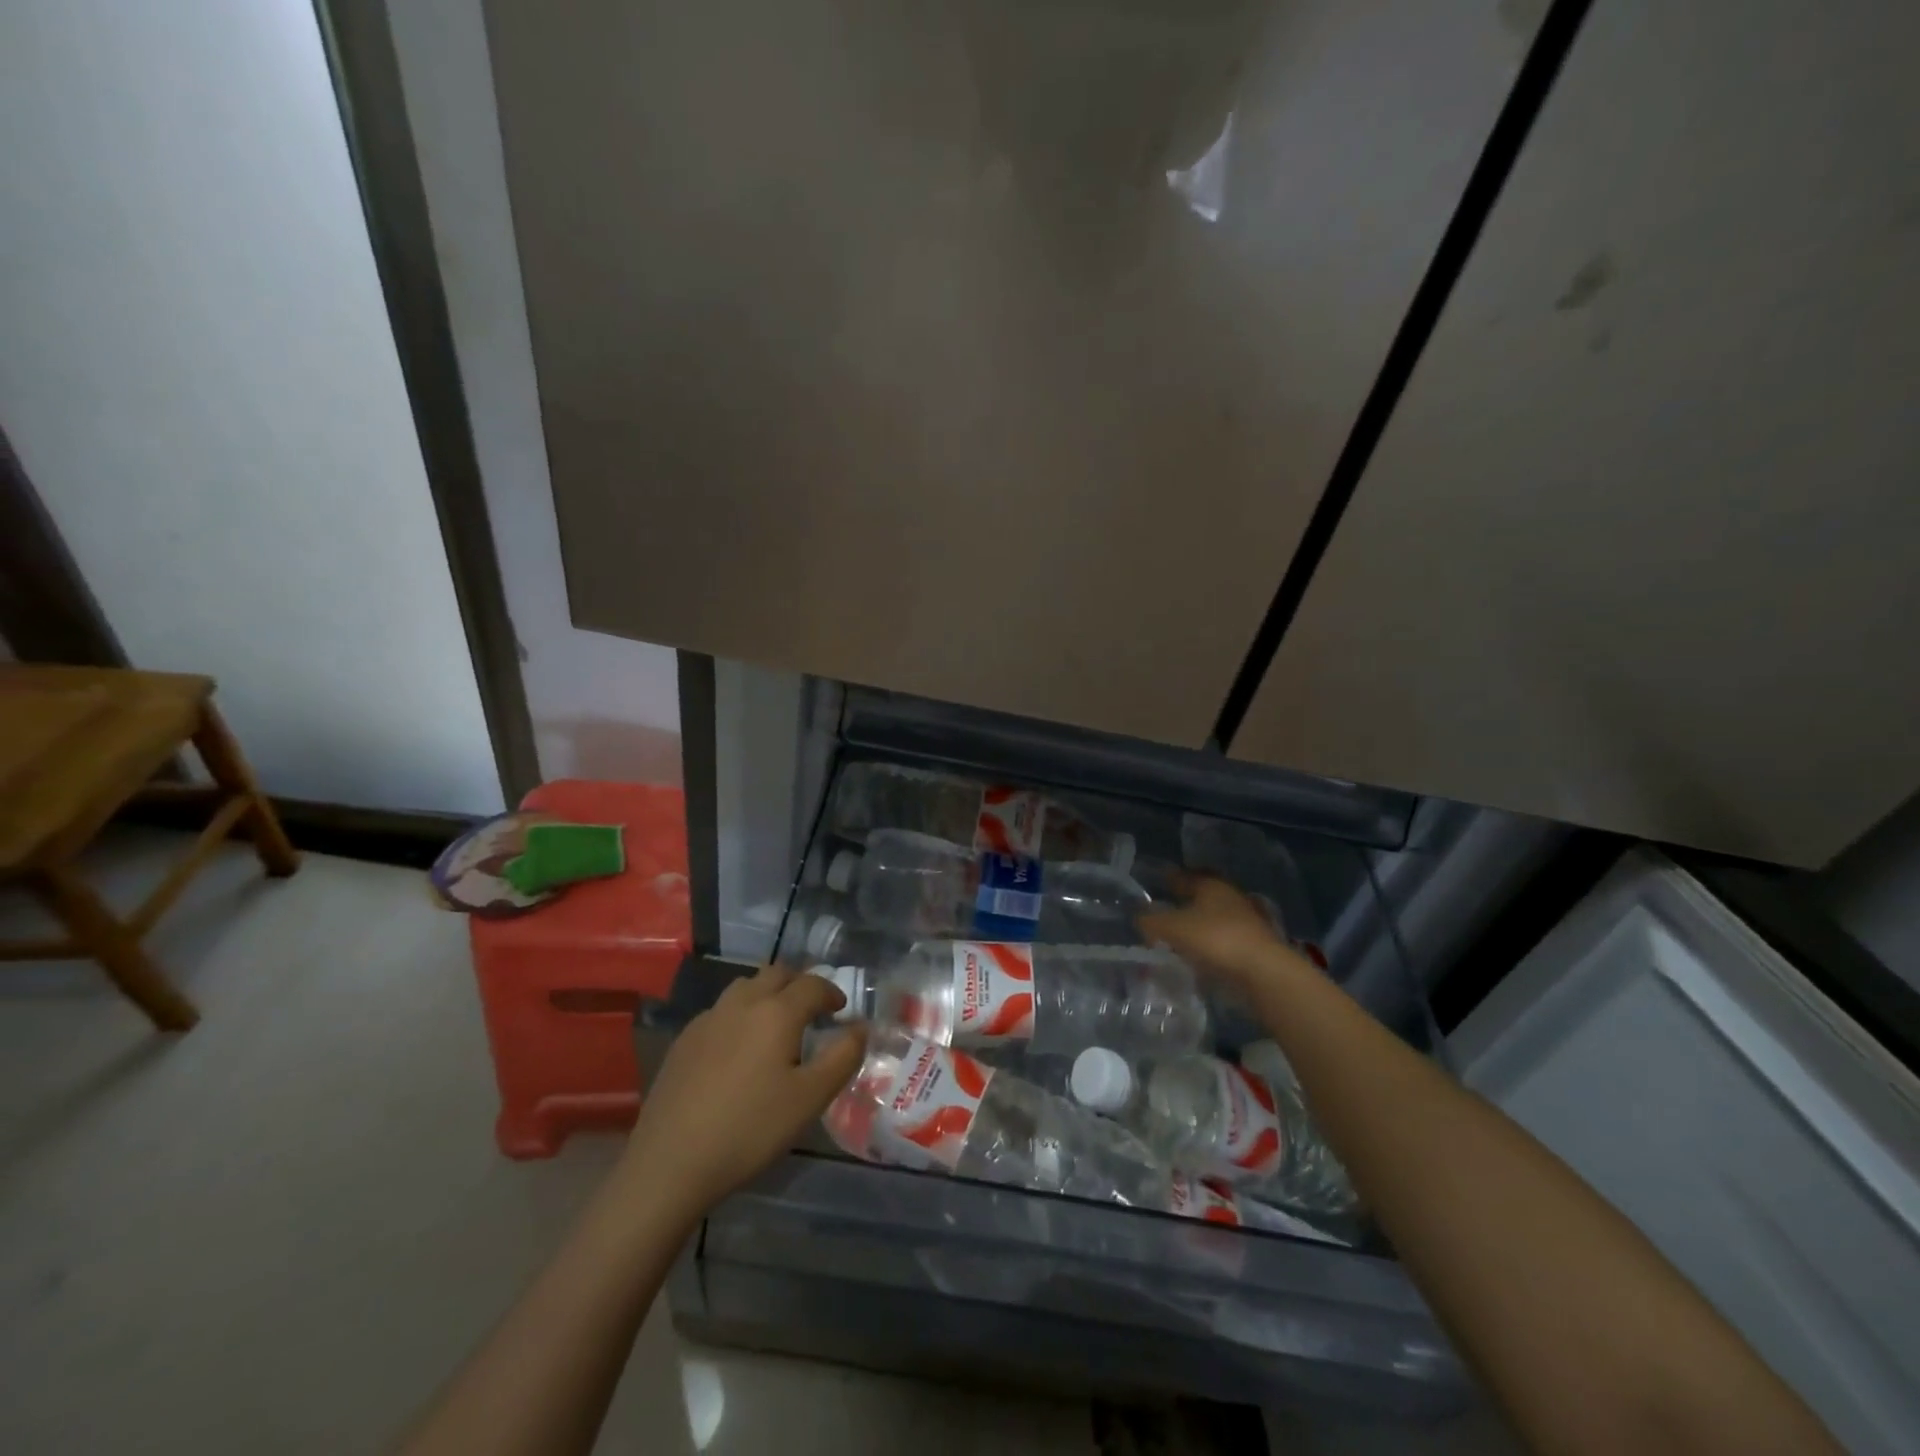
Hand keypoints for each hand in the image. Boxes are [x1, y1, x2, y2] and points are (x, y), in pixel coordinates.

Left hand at [617, 966, 867, 1220]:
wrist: (670, 1162)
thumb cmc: (750, 1129)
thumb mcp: (810, 1098)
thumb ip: (843, 1057)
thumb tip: (861, 1027)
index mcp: (777, 1012)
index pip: (812, 984)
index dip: (831, 992)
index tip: (840, 1010)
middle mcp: (742, 1003)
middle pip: (776, 973)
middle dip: (799, 984)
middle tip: (812, 1010)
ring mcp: (708, 1019)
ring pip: (745, 987)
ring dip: (767, 994)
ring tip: (776, 1024)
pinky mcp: (684, 1040)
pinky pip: (720, 1010)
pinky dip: (740, 1014)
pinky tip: (738, 1048)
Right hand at [1140, 875, 1309, 992]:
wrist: (1263, 972)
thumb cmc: (1215, 939)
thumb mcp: (1172, 928)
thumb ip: (1151, 922)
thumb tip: (1140, 919)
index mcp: (1211, 885)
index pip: (1186, 876)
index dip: (1170, 878)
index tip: (1158, 881)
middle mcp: (1230, 897)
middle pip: (1202, 896)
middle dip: (1185, 902)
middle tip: (1166, 910)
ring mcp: (1246, 922)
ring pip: (1214, 918)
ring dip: (1198, 925)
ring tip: (1178, 937)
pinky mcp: (1254, 946)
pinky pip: (1223, 940)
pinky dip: (1209, 944)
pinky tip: (1197, 956)